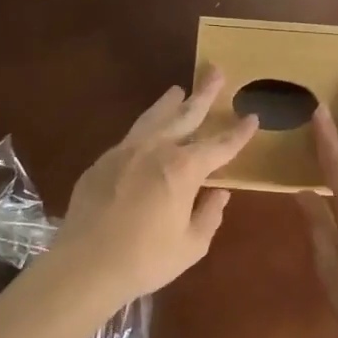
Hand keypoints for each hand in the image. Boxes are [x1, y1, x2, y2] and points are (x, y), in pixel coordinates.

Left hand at [44, 67, 258, 311]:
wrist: (84, 265)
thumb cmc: (144, 259)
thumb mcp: (190, 246)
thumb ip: (209, 215)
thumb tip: (219, 193)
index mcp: (183, 169)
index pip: (220, 145)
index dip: (239, 133)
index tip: (252, 116)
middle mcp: (156, 150)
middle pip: (185, 114)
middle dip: (204, 94)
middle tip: (216, 72)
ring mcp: (126, 151)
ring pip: (153, 117)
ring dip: (170, 103)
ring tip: (179, 89)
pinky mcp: (103, 161)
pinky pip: (132, 135)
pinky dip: (146, 126)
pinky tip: (148, 129)